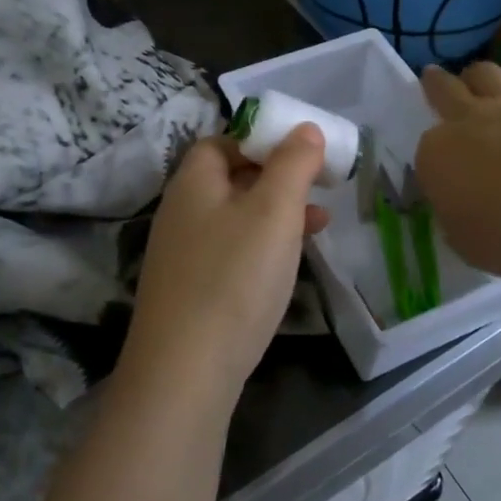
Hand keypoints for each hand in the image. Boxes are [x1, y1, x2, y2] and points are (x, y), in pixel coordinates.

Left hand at [122, 127, 330, 406]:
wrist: (185, 373)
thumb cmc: (234, 278)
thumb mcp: (273, 211)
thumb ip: (293, 164)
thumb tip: (304, 128)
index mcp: (193, 182)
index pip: (222, 141)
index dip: (261, 140)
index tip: (301, 152)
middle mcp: (181, 212)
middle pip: (230, 179)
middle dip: (277, 178)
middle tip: (317, 187)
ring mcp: (182, 254)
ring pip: (235, 218)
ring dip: (276, 214)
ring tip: (319, 224)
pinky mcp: (191, 291)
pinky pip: (231, 253)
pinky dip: (262, 248)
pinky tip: (288, 265)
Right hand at [417, 60, 500, 279]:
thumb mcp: (466, 242)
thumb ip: (457, 217)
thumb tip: (460, 208)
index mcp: (437, 155)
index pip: (426, 149)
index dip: (434, 159)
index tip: (442, 171)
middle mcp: (469, 120)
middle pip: (444, 90)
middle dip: (435, 83)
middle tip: (433, 77)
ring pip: (486, 72)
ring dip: (481, 75)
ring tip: (482, 80)